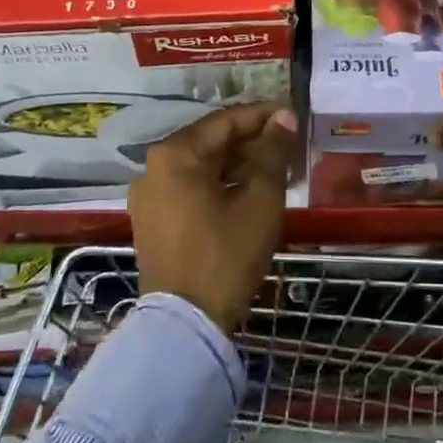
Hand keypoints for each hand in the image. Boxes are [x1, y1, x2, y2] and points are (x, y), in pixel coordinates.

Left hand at [129, 101, 296, 331]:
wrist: (185, 327)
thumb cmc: (226, 255)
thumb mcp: (260, 199)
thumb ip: (272, 152)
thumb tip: (283, 118)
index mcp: (175, 154)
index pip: (226, 121)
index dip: (262, 116)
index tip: (292, 115)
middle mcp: (154, 167)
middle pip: (211, 142)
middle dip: (251, 141)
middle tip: (288, 145)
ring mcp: (149, 196)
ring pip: (201, 166)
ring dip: (237, 164)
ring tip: (275, 168)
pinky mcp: (152, 221)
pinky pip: (190, 188)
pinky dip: (219, 185)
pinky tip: (247, 192)